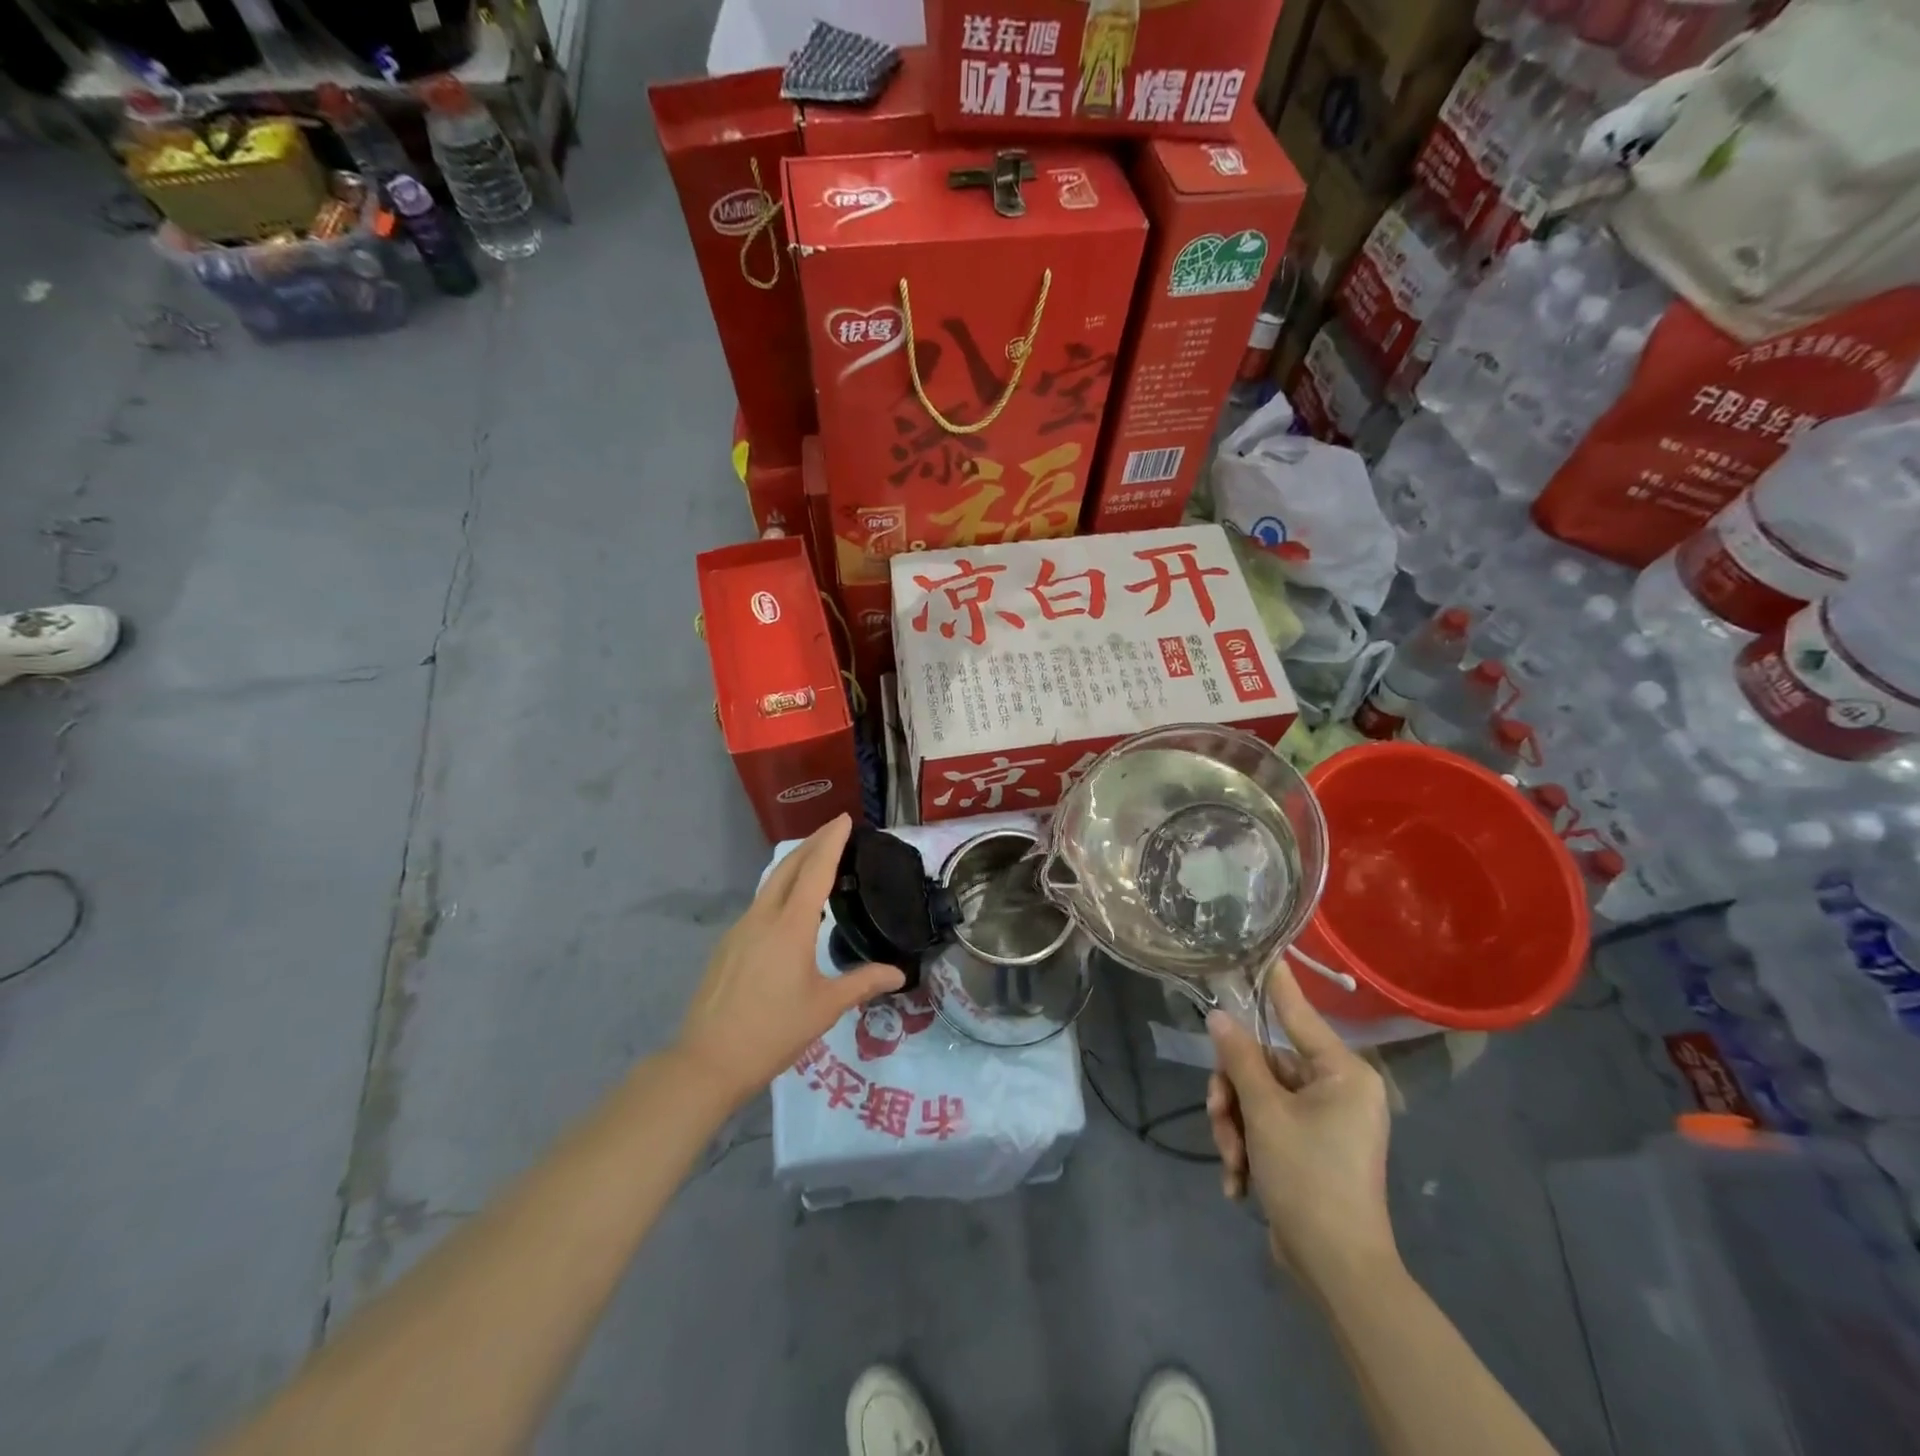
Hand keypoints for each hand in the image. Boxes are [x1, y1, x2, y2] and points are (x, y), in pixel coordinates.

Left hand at [675, 815, 903, 1108]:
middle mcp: (763, 917)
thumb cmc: (773, 1032)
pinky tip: (791, 909)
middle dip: (813, 843)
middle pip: (789, 866)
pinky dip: (781, 890)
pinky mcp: (728, 945)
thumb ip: (863, 983)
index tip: (845, 819)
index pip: (815, 870)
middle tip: (836, 830)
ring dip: (795, 865)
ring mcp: (740, 930)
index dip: (831, 841)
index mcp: (791, 926)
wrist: (708, 1061)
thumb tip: (899, 974)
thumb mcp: (825, 1008)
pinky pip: (760, 905)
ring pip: (771, 884)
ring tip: (818, 862)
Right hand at [1205, 961, 1396, 1291]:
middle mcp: (1338, 1090)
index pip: (1298, 1014)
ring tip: (1232, 1162)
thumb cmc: (1309, 1178)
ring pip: (1258, 1098)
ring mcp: (1325, 1121)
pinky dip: (1249, 1150)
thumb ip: (1240, 1058)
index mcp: (1342, 1073)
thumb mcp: (1265, 1113)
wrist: (1337, 1271)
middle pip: (1264, 1065)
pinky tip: (1240, 1184)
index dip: (1275, 983)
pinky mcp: (1311, 1148)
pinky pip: (1267, 1127)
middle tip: (1219, 1120)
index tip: (1262, 951)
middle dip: (1234, 1096)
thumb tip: (1220, 1016)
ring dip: (1236, 1128)